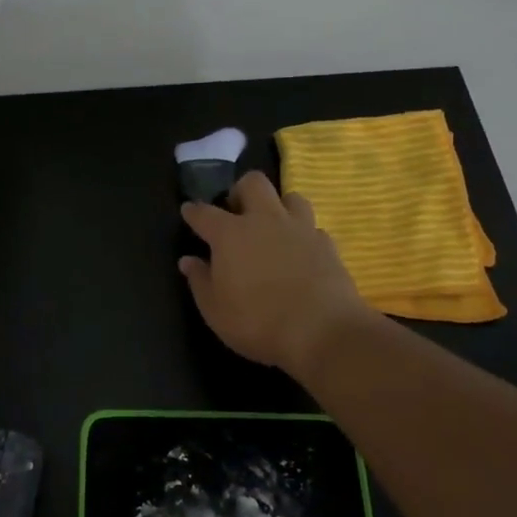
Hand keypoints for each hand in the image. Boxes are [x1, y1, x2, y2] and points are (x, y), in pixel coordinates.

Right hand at [179, 171, 374, 375]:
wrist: (322, 332)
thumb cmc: (257, 322)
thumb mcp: (215, 310)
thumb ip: (200, 281)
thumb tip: (188, 261)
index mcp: (230, 234)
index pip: (204, 213)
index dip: (193, 211)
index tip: (188, 211)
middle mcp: (265, 221)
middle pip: (253, 183)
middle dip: (241, 191)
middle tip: (236, 213)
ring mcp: (300, 229)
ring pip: (291, 197)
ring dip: (279, 206)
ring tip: (273, 227)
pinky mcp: (328, 245)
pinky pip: (313, 228)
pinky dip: (303, 235)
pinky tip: (299, 252)